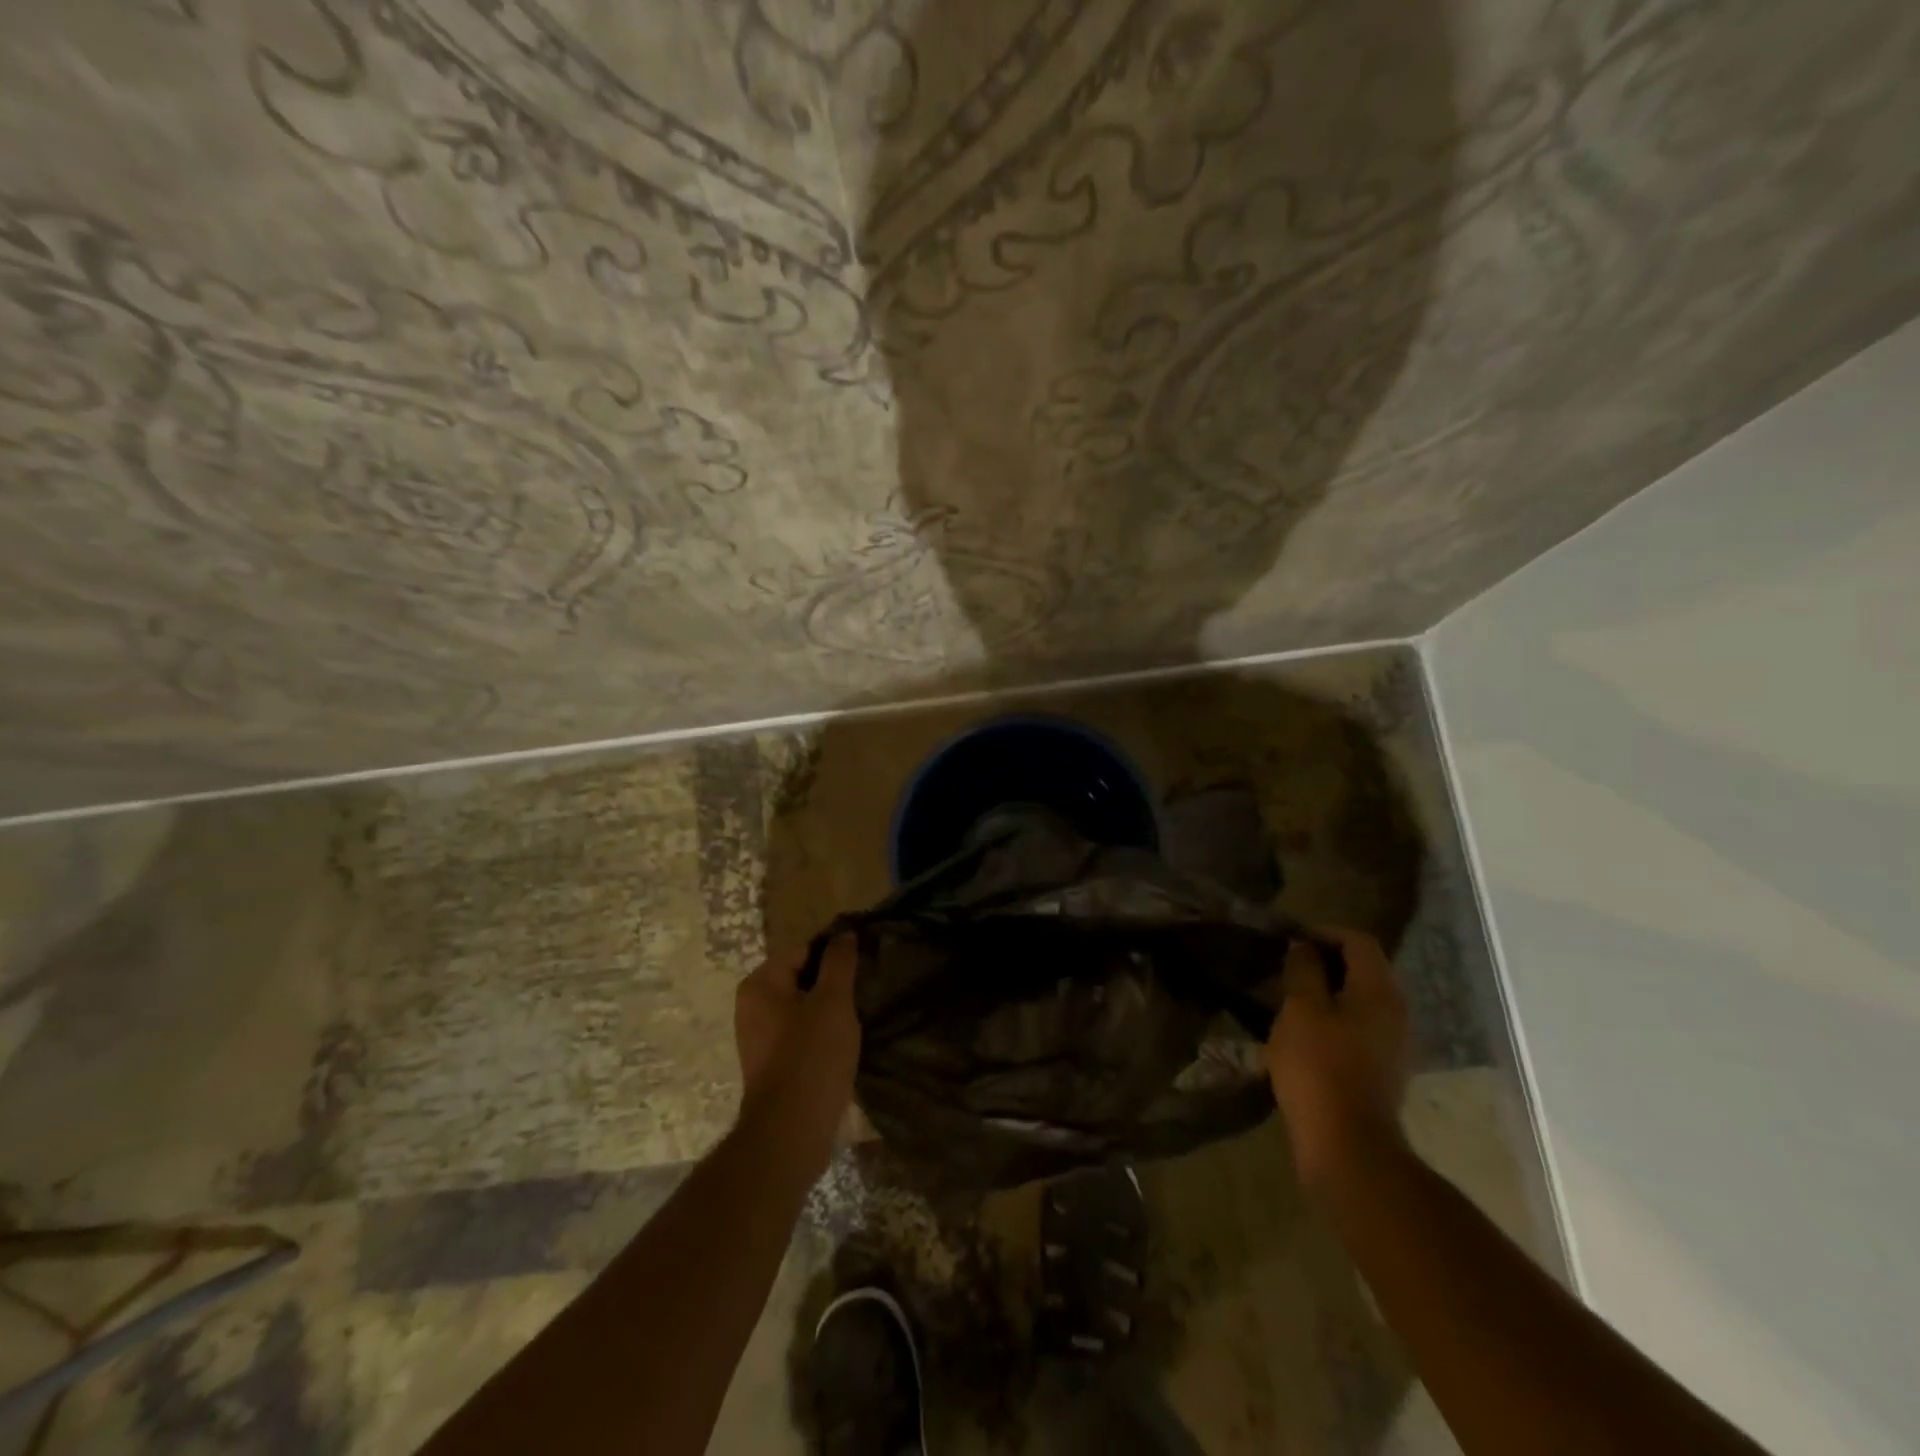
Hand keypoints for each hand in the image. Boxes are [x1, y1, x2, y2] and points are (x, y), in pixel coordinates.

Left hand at [733, 935, 860, 1178]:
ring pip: (803, 1007)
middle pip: (802, 978)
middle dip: (834, 984)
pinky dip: (821, 1034)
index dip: (836, 955)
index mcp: (760, 983)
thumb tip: (844, 932)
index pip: (805, 950)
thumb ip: (839, 962)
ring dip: (830, 1010)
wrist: (790, 1133)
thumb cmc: (811, 1057)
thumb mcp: (833, 1001)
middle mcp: (752, 1005)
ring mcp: (759, 1037)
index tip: (864, 966)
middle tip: (865, 992)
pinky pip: (800, 1034)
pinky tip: (843, 1044)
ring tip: (859, 1018)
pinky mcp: (771, 1064)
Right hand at [1264, 926, 1410, 1190]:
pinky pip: (1361, 1027)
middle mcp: (1397, 1012)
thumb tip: (1304, 947)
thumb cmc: (1319, 1066)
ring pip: (1362, 1000)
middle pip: (1365, 969)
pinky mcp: (1385, 1070)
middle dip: (1326, 961)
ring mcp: (1395, 1044)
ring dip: (1329, 991)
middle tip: (1288, 966)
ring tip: (1291, 997)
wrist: (1347, 1144)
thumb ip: (1303, 970)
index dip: (1324, 932)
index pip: (1358, 941)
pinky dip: (1336, 1019)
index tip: (1290, 939)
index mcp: (1380, 991)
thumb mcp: (1300, 1009)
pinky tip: (1307, 1032)